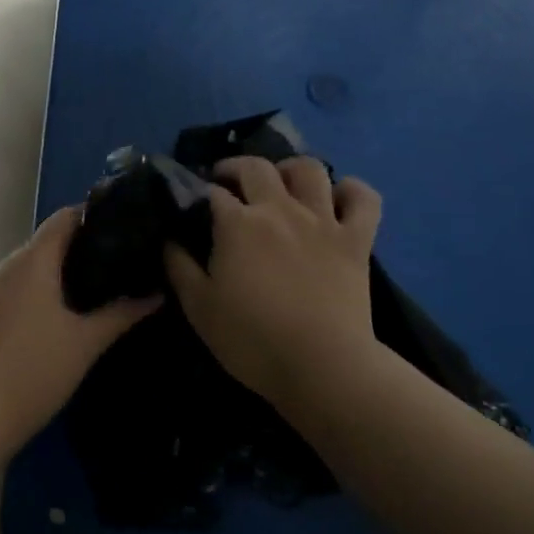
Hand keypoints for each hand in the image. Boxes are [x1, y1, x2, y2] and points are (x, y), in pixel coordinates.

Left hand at [0, 207, 158, 445]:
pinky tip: (82, 310)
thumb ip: (121, 313)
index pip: (66, 217)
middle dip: (92, 246)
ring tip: (115, 283)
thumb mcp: (85, 342)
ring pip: (41, 266)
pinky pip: (29, 287)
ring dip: (73, 271)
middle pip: (54, 240)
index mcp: (32, 260)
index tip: (134, 228)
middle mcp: (11, 266)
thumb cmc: (32, 370)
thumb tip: (156, 293)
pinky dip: (55, 290)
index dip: (99, 216)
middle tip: (133, 260)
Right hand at [164, 157, 382, 410]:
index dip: (198, 193)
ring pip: (309, 170)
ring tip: (280, 182)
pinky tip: (338, 197)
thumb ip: (179, 266)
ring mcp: (322, 221)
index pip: (211, 192)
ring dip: (289, 169)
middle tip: (226, 183)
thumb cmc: (251, 339)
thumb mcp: (198, 307)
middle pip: (256, 168)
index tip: (191, 205)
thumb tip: (170, 238)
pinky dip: (351, 190)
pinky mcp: (356, 239)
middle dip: (235, 168)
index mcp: (238, 224)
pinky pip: (363, 198)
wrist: (320, 366)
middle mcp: (280, 210)